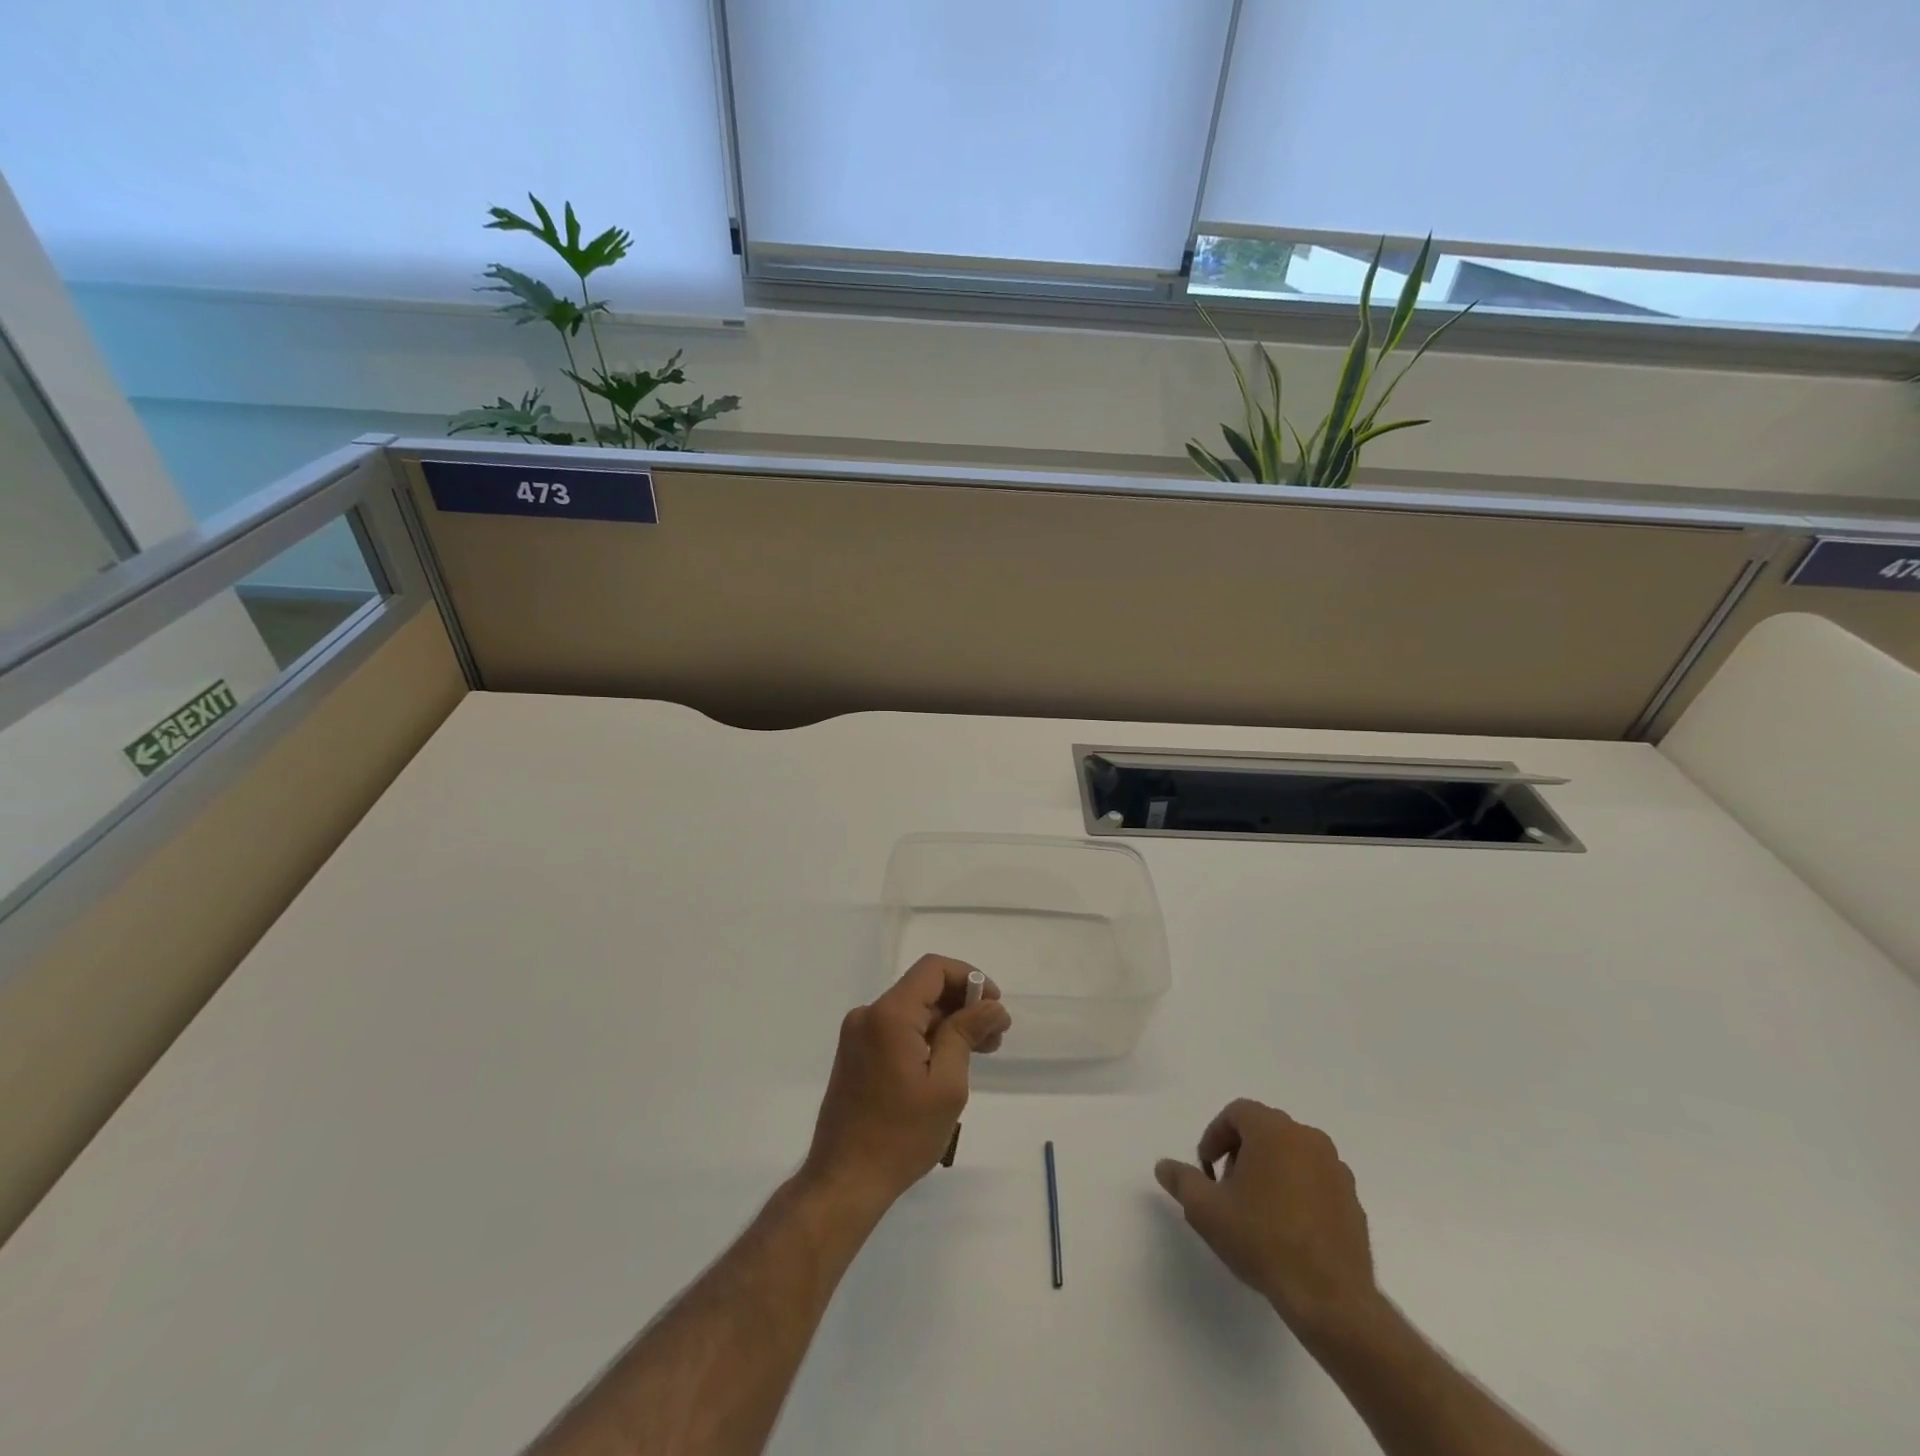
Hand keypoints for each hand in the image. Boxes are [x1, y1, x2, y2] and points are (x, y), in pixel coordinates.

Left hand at [802, 955, 1011, 1208]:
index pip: (933, 969)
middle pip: (923, 989)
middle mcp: (868, 1014)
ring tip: (980, 1051)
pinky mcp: (856, 1054)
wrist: (844, 1182)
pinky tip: (949, 1062)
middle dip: (962, 1005)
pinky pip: (897, 1030)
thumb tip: (992, 1005)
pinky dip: (926, 1037)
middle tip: (995, 1036)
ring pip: (912, 1011)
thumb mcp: (946, 1084)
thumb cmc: (901, 1136)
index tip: (995, 1006)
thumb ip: (967, 1034)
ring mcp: (858, 1035)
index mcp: (889, 1014)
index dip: (969, 977)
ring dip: (947, 1023)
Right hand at [1155, 1100, 1380, 1341]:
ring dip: (1270, 1171)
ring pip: (1293, 1155)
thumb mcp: (1206, 1210)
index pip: (1237, 1113)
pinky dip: (1298, 1192)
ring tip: (1257, 1211)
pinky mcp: (1353, 1202)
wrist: (1331, 1299)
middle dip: (1241, 1153)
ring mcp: (1336, 1170)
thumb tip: (1164, 1166)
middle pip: (1265, 1130)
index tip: (1207, 1171)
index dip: (1215, 1137)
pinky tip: (1288, 1230)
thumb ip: (1182, 1180)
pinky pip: (1316, 1182)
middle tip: (1227, 1189)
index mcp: (1274, 1130)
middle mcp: (1309, 1139)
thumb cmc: (1263, 1240)